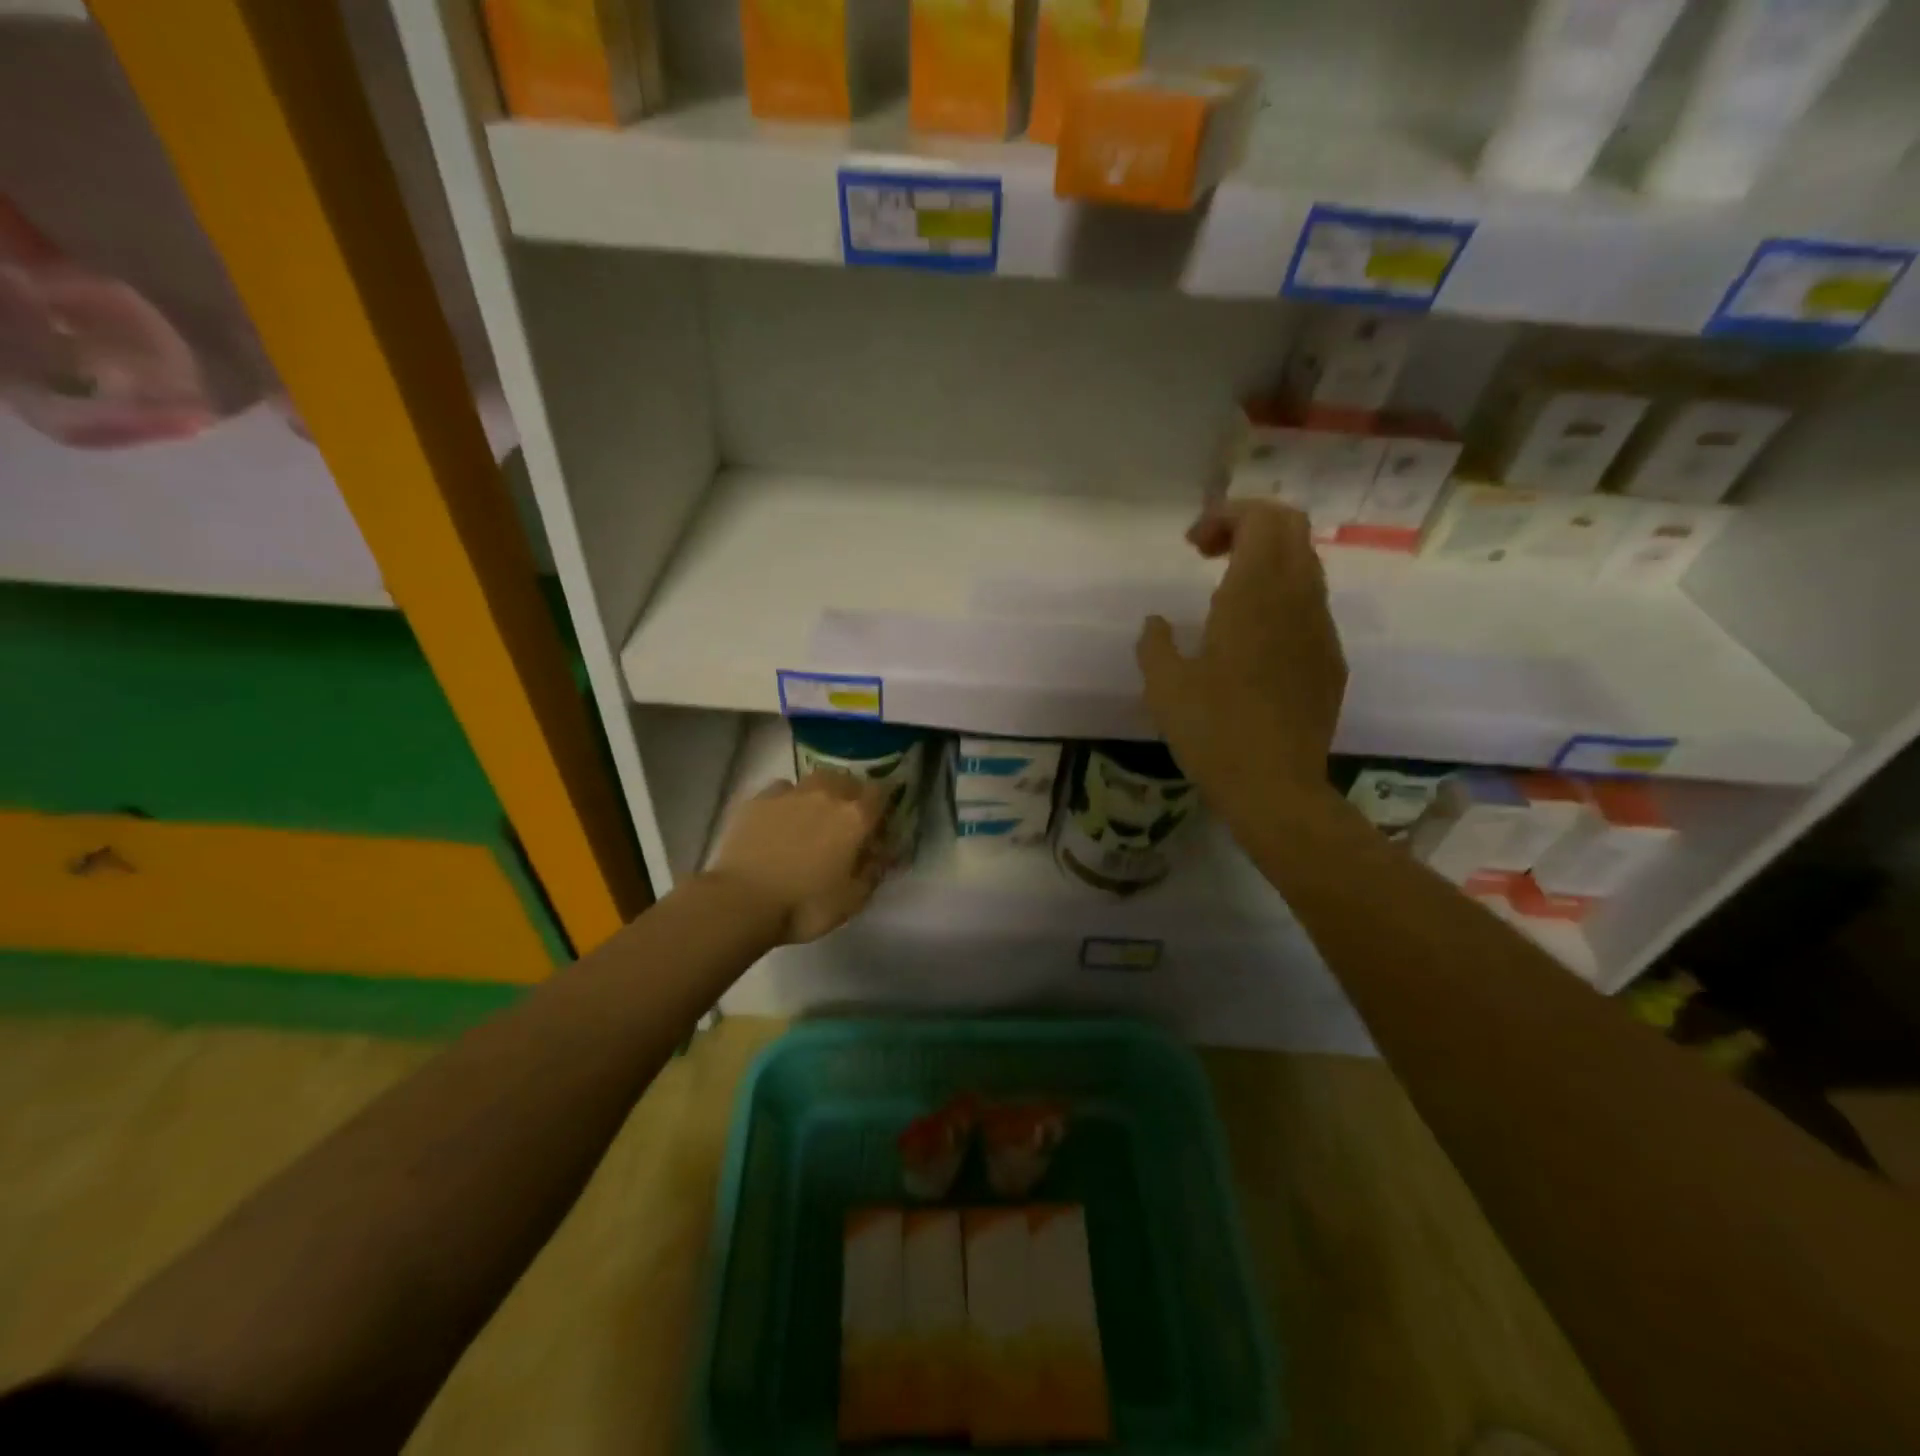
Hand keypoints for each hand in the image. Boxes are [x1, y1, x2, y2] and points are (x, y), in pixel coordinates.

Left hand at [704, 770, 887, 943]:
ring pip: (816, 779)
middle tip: (847, 821)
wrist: (741, 902)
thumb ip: (873, 871)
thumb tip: (880, 853)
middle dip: (853, 795)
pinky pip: (783, 789)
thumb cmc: (804, 905)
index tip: (880, 822)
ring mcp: (790, 793)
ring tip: (815, 815)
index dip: (884, 805)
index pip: (882, 792)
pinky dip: (789, 799)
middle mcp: (827, 795)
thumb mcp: (853, 900)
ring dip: (823, 792)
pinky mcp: (759, 800)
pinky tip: (782, 819)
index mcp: (855, 817)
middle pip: (848, 780)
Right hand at [1136, 500, 1347, 821]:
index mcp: (1255, 595)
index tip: (1192, 546)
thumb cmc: (1212, 731)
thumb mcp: (1163, 686)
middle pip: (1292, 528)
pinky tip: (1252, 638)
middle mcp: (1297, 599)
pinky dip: (1281, 596)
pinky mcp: (1330, 659)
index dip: (1227, 515)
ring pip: (1306, 564)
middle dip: (1249, 525)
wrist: (1276, 788)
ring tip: (1225, 593)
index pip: (1262, 518)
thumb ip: (1155, 643)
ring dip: (1267, 561)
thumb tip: (1157, 623)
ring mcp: (1321, 629)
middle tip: (1209, 554)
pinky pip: (1310, 605)